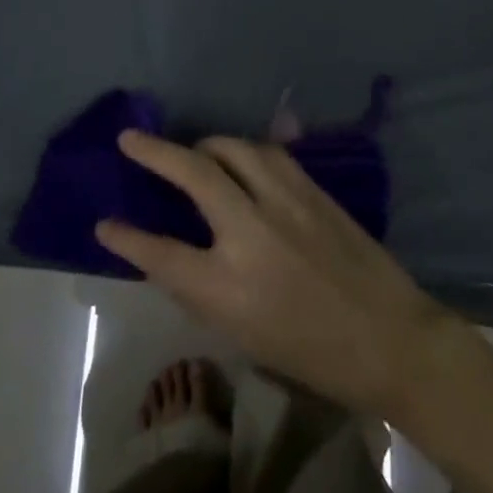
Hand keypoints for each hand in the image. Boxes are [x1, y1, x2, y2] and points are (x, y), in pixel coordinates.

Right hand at [96, 131, 459, 417]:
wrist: (388, 337)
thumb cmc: (312, 353)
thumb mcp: (243, 334)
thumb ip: (204, 288)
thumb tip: (175, 251)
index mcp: (227, 287)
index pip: (161, 253)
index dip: (127, 238)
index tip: (104, 223)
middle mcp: (251, 233)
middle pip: (193, 173)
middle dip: (154, 152)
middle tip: (131, 138)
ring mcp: (285, 202)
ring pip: (233, 148)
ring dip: (205, 145)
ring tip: (193, 152)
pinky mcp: (312, 188)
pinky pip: (268, 153)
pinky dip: (244, 152)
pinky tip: (239, 159)